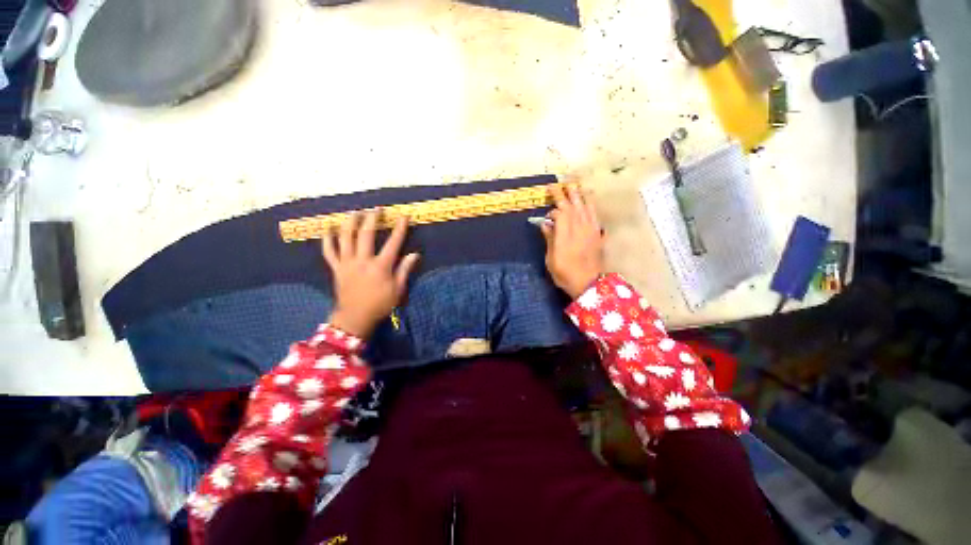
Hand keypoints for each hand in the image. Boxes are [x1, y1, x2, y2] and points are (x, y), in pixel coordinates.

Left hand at [322, 211, 419, 337]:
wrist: (355, 318)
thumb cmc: (380, 304)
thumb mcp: (398, 289)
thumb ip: (405, 270)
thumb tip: (415, 254)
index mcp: (380, 266)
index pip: (393, 243)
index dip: (399, 228)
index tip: (403, 216)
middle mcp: (362, 261)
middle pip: (366, 234)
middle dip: (372, 219)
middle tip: (376, 209)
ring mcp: (347, 263)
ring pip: (346, 238)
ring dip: (350, 223)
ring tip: (355, 213)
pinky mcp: (336, 268)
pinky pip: (329, 251)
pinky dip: (327, 239)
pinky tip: (328, 228)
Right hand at [541, 184, 604, 298]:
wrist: (588, 284)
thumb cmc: (565, 273)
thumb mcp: (551, 258)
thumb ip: (549, 238)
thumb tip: (546, 223)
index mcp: (566, 233)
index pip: (561, 211)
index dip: (554, 206)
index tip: (548, 206)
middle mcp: (579, 227)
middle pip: (574, 205)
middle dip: (567, 193)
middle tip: (561, 183)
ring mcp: (591, 230)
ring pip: (586, 207)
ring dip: (580, 196)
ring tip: (576, 187)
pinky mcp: (598, 235)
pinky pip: (595, 216)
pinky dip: (591, 207)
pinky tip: (589, 203)